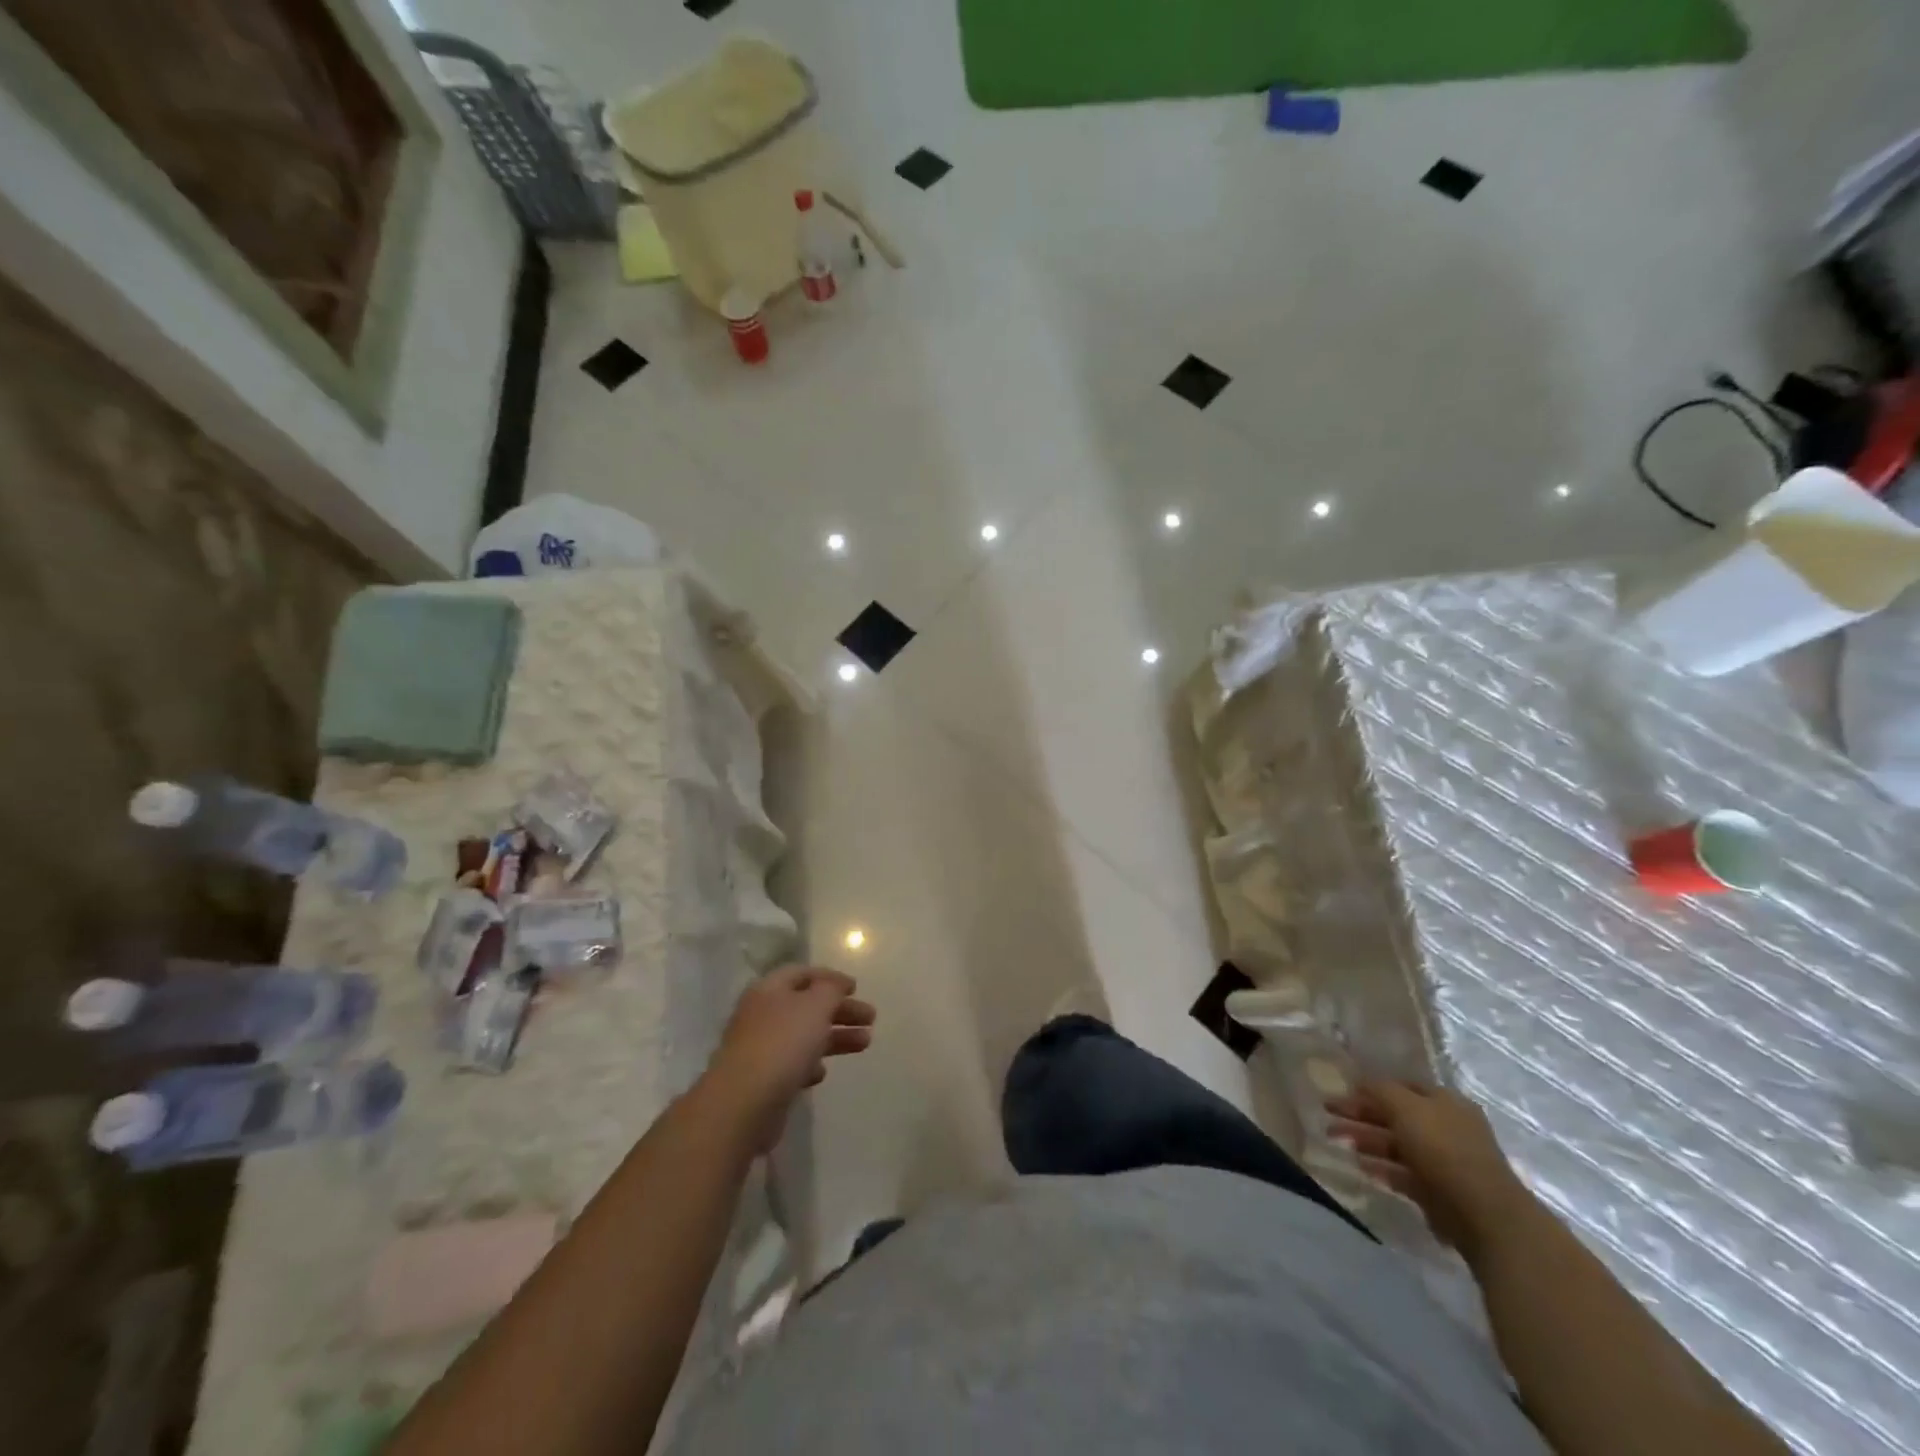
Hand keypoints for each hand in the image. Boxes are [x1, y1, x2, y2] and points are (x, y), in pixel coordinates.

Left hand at [706, 966, 875, 1150]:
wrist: (743, 1103)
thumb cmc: (783, 1043)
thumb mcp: (815, 1005)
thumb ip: (831, 990)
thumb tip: (835, 985)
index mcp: (769, 990)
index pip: (802, 974)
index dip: (830, 978)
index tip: (856, 987)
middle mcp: (762, 1015)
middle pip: (807, 1006)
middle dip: (840, 1010)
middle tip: (871, 1018)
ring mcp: (760, 1048)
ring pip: (804, 1035)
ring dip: (835, 1037)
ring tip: (866, 1043)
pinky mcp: (763, 1080)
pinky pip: (792, 1064)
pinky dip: (811, 1064)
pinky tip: (824, 1072)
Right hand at [1326, 1081, 1531, 1256]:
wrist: (1485, 1215)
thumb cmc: (1444, 1149)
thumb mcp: (1405, 1107)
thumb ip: (1379, 1090)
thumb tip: (1359, 1081)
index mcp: (1444, 1102)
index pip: (1401, 1086)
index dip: (1370, 1087)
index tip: (1341, 1092)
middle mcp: (1445, 1127)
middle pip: (1395, 1115)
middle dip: (1361, 1114)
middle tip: (1328, 1114)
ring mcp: (1444, 1161)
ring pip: (1396, 1144)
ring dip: (1366, 1140)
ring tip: (1335, 1139)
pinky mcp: (1439, 1192)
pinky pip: (1403, 1173)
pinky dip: (1381, 1168)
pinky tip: (1359, 1166)